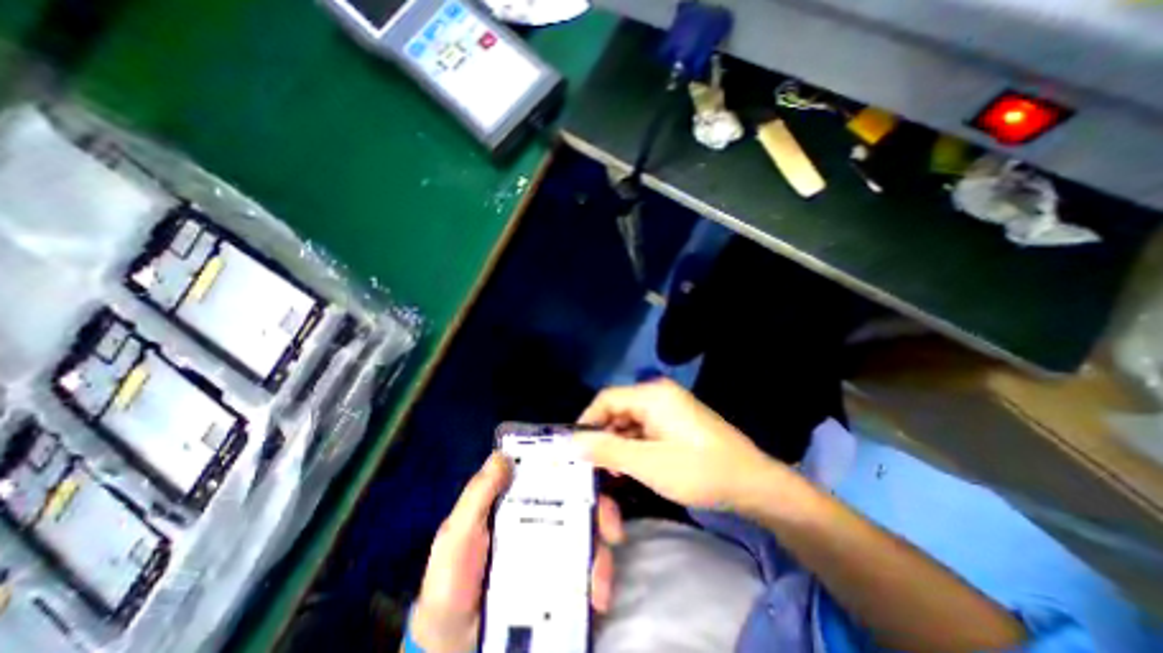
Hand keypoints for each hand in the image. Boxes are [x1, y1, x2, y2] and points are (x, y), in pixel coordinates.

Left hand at [412, 450, 621, 651]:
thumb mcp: (458, 535)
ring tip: (601, 577)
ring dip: (603, 551)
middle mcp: (541, 519)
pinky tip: (598, 596)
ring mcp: (553, 550)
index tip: (594, 468)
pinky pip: (588, 572)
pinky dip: (600, 579)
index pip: (550, 475)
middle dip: (602, 509)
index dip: (574, 467)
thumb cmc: (451, 583)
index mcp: (518, 502)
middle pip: (579, 503)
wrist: (454, 648)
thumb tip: (503, 455)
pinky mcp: (561, 581)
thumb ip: (477, 495)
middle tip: (612, 527)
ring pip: (590, 535)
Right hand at [576, 380, 785, 511]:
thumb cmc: (699, 470)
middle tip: (592, 466)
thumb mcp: (648, 463)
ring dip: (618, 444)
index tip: (574, 449)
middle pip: (617, 410)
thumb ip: (607, 450)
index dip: (587, 422)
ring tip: (611, 471)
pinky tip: (631, 466)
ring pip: (630, 422)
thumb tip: (572, 442)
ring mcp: (669, 408)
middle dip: (603, 436)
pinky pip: (644, 429)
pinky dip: (634, 446)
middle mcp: (658, 394)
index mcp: (652, 395)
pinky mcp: (676, 422)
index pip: (606, 399)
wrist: (753, 484)